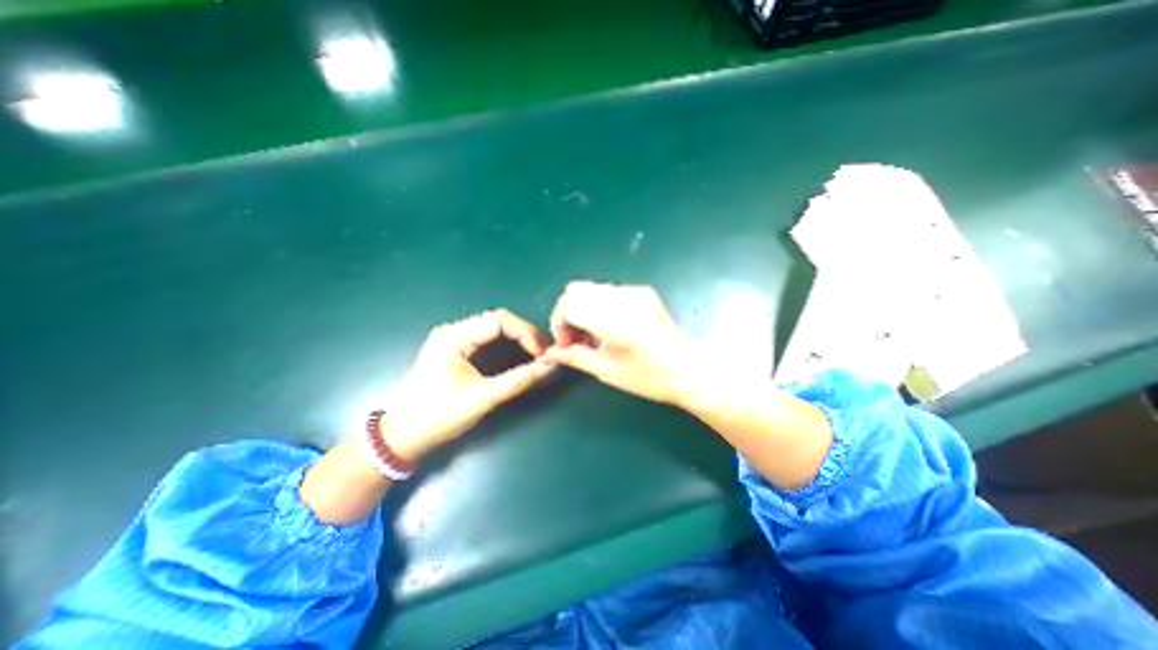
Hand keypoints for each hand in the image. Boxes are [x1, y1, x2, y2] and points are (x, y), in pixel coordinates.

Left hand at [383, 309, 554, 460]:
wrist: (400, 437)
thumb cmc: (437, 416)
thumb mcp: (482, 398)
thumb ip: (518, 380)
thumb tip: (550, 366)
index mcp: (454, 336)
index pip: (500, 320)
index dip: (526, 332)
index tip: (543, 353)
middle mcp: (453, 331)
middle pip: (498, 320)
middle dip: (524, 334)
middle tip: (543, 354)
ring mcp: (453, 340)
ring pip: (494, 329)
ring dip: (517, 339)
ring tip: (536, 355)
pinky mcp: (455, 351)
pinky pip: (487, 339)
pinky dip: (507, 346)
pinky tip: (518, 356)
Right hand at [550, 279, 700, 405]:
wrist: (689, 370)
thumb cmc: (648, 377)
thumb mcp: (607, 371)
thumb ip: (575, 357)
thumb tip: (551, 353)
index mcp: (613, 320)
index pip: (568, 304)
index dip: (559, 324)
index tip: (567, 344)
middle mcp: (622, 298)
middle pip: (575, 290)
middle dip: (568, 314)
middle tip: (577, 339)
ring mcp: (634, 291)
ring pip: (591, 288)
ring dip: (583, 308)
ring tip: (593, 335)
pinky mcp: (643, 292)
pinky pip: (608, 291)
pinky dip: (599, 305)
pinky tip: (609, 327)